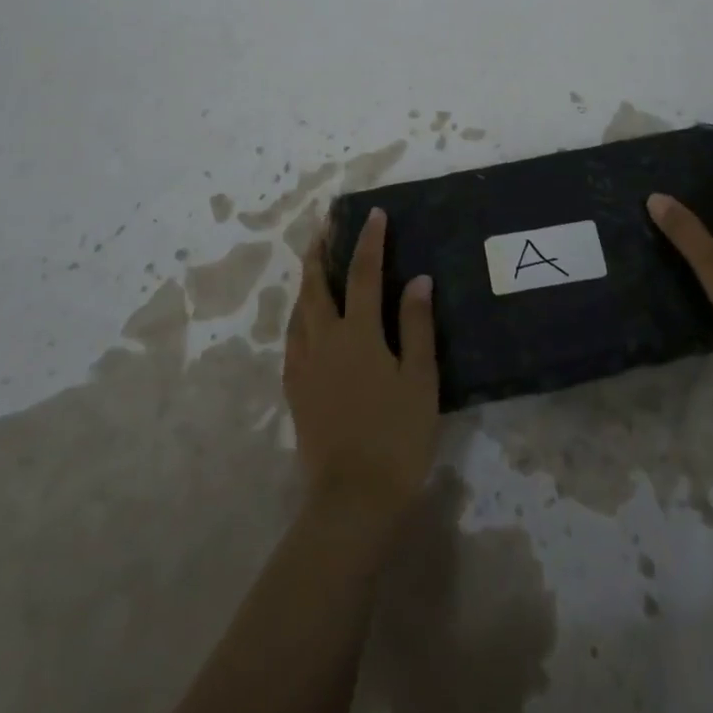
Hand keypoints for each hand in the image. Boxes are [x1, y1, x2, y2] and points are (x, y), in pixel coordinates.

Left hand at [285, 209, 439, 526]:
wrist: (352, 499)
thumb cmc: (397, 436)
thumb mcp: (419, 378)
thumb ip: (416, 325)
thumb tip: (418, 279)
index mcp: (358, 333)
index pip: (363, 273)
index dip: (369, 240)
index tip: (373, 214)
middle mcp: (324, 339)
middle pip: (316, 285)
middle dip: (320, 252)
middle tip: (325, 227)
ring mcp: (304, 365)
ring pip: (299, 310)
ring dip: (307, 281)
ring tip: (314, 264)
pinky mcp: (295, 390)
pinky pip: (292, 338)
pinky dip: (299, 315)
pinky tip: (305, 319)